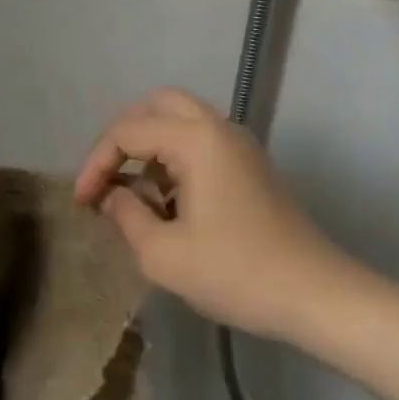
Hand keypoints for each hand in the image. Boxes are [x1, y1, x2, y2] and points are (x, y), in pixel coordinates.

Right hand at [75, 88, 348, 340]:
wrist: (316, 294)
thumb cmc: (236, 273)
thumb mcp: (164, 255)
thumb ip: (127, 216)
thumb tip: (114, 196)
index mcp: (196, 139)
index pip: (128, 132)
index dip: (96, 163)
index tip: (82, 202)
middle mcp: (218, 127)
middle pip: (156, 105)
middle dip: (123, 137)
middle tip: (106, 175)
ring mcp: (238, 144)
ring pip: (181, 119)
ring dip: (150, 145)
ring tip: (133, 192)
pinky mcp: (250, 164)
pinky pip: (201, 140)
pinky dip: (174, 156)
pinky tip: (167, 201)